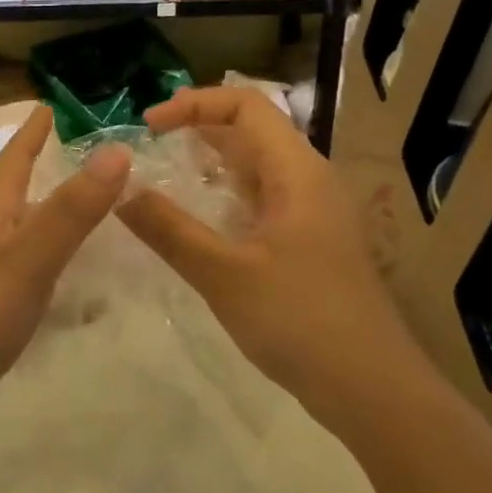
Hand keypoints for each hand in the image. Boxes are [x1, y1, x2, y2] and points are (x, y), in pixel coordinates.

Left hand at [0, 105, 130, 449]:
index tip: (49, 107)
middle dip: (45, 170)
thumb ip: (71, 211)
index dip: (31, 134)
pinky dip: (57, 267)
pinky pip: (33, 277)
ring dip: (54, 217)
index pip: (13, 163)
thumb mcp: (28, 259)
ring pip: (27, 236)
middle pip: (18, 196)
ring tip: (92, 211)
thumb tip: (116, 150)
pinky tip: (78, 283)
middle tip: (86, 155)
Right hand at [117, 87, 430, 433]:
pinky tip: (195, 219)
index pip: (246, 106)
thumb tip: (119, 193)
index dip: (194, 103)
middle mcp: (307, 180)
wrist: (371, 388)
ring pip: (255, 167)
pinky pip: (259, 200)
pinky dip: (224, 195)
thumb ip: (168, 229)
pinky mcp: (307, 242)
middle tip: (148, 145)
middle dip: (198, 127)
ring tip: (163, 172)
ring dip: (210, 162)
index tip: (149, 125)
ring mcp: (310, 213)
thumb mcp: (223, 273)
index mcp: (296, 172)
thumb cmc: (300, 320)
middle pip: (251, 130)